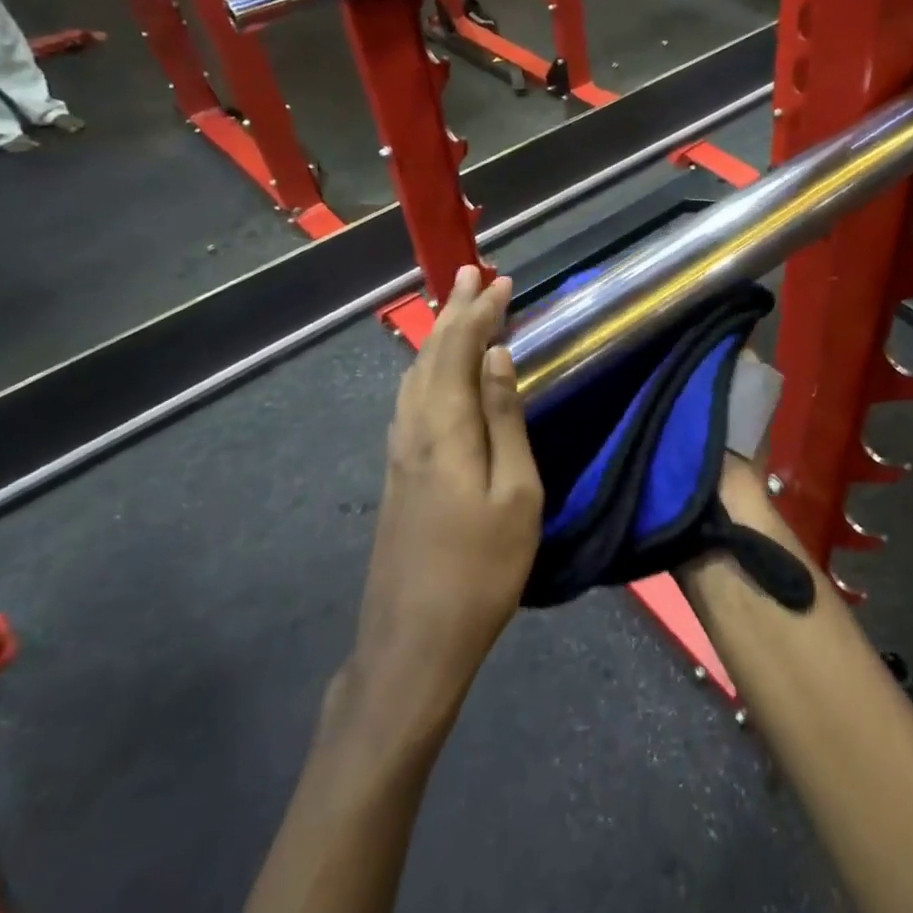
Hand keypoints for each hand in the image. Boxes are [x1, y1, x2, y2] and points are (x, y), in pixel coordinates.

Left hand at [351, 266, 542, 720]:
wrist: (414, 639)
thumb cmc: (481, 568)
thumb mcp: (516, 495)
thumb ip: (504, 420)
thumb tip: (498, 358)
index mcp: (444, 429)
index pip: (460, 350)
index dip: (480, 312)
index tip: (501, 281)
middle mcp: (413, 428)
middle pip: (431, 354)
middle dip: (455, 312)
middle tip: (473, 274)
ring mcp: (399, 451)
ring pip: (416, 374)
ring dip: (439, 336)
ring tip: (457, 309)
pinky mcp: (397, 471)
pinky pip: (411, 399)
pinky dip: (428, 367)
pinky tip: (435, 372)